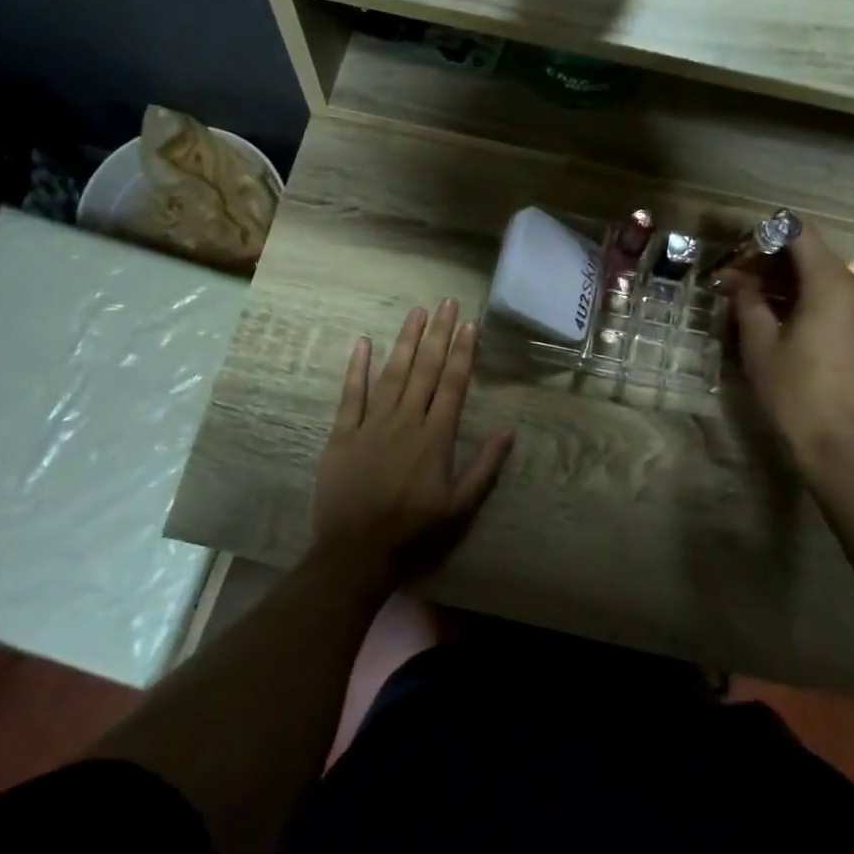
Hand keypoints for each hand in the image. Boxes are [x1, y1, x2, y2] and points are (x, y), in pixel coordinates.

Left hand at [309, 300, 515, 588]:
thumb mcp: (460, 506)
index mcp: (436, 437)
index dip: (463, 352)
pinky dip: (357, 368)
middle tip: (447, 302)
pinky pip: (351, 394)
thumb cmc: (414, 530)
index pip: (454, 384)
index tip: (469, 324)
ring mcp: (372, 424)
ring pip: (392, 373)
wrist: (356, 551)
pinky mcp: (343, 433)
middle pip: (426, 369)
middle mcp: (406, 421)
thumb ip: (485, 467)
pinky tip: (364, 343)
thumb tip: (510, 431)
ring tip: (417, 312)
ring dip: (406, 341)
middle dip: (438, 334)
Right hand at [726, 223, 853, 470]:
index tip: (739, 254)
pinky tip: (786, 320)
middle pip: (814, 254)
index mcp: (831, 284)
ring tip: (757, 302)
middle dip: (774, 261)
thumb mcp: (759, 344)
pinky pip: (840, 298)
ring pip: (827, 277)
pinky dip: (812, 298)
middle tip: (738, 281)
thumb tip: (736, 278)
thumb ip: (748, 300)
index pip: (800, 233)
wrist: (839, 444)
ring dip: (791, 281)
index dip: (767, 235)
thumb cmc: (793, 391)